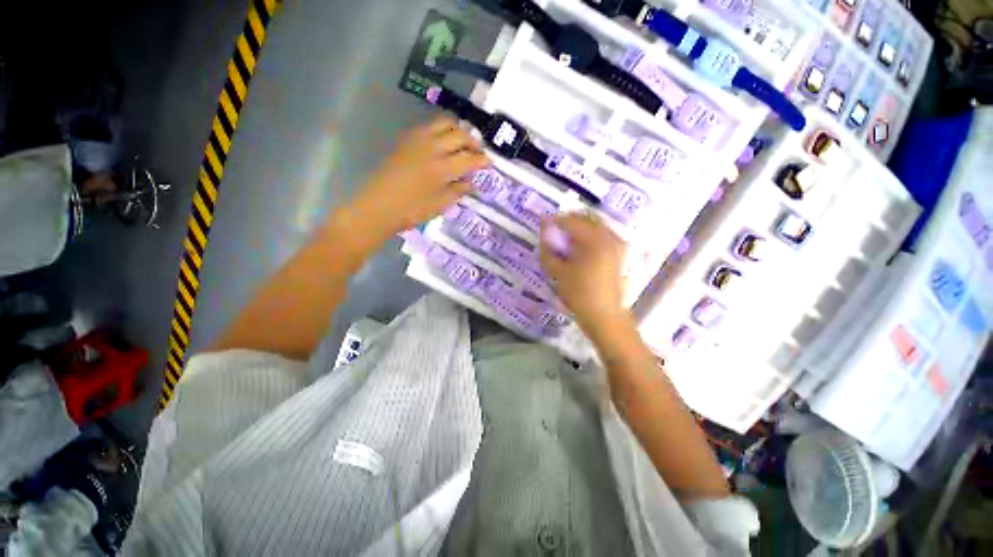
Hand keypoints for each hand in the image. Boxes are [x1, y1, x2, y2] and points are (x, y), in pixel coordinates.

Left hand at [346, 117, 488, 239]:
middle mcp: (432, 148)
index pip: (470, 158)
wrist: (377, 206)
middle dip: (473, 141)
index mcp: (443, 168)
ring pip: (444, 123)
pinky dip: (441, 130)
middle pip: (459, 135)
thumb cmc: (411, 211)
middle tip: (478, 152)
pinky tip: (442, 142)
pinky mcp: (406, 139)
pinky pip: (429, 126)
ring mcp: (417, 140)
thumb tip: (472, 183)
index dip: (482, 160)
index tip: (490, 162)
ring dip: (458, 130)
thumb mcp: (440, 205)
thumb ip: (458, 191)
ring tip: (462, 143)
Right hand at [540, 213, 629, 338]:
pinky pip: (604, 235)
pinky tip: (582, 248)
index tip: (544, 224)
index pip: (571, 221)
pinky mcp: (620, 254)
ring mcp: (617, 245)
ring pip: (597, 225)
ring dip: (581, 227)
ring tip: (568, 239)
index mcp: (593, 240)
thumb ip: (548, 251)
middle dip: (570, 221)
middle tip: (556, 231)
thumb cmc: (579, 294)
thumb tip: (544, 236)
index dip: (555, 221)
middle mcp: (609, 237)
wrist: (604, 315)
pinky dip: (592, 236)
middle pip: (587, 218)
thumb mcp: (558, 273)